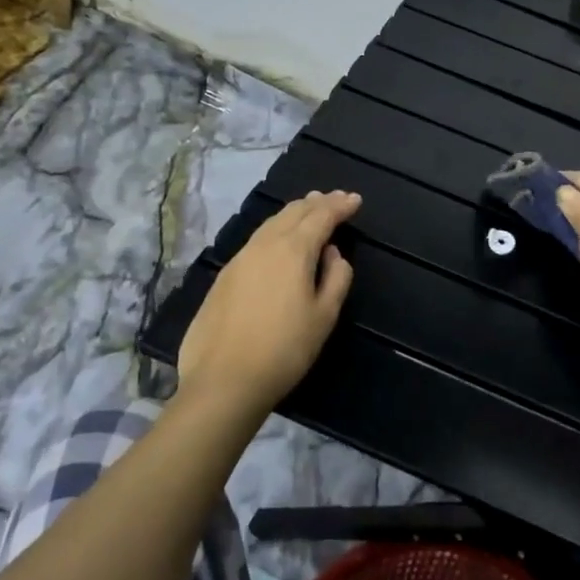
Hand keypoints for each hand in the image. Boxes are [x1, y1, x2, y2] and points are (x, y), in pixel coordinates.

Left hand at [178, 190, 359, 414]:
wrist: (223, 380)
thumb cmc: (285, 349)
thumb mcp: (324, 316)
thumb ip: (336, 278)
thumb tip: (333, 254)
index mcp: (293, 250)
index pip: (321, 216)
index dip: (340, 205)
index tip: (355, 200)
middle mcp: (264, 245)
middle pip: (293, 213)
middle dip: (317, 203)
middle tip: (334, 198)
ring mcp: (239, 259)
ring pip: (271, 223)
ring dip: (294, 213)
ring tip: (308, 209)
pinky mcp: (223, 276)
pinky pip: (256, 240)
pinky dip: (275, 230)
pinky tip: (278, 239)